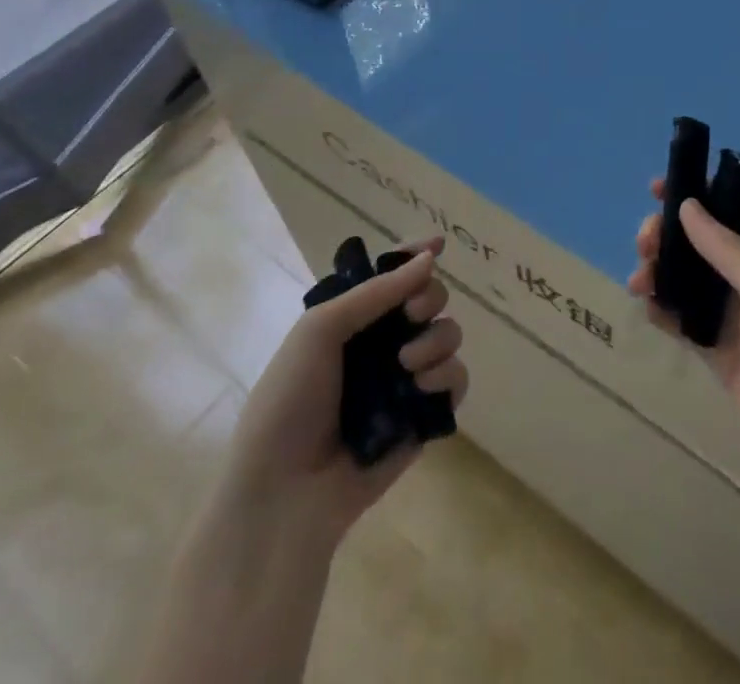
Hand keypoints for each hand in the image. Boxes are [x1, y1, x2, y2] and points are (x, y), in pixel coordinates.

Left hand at [221, 235, 468, 550]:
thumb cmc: (289, 401)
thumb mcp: (320, 330)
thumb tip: (430, 256)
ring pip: (448, 334)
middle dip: (429, 297)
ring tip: (408, 363)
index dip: (415, 256)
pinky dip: (447, 376)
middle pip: (429, 298)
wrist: (283, 494)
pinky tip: (423, 388)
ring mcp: (406, 379)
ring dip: (436, 339)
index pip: (392, 275)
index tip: (437, 245)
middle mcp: (382, 343)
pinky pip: (456, 380)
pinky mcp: (424, 416)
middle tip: (413, 313)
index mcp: (352, 318)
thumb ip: (377, 292)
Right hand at [629, 184, 739, 505]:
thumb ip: (726, 248)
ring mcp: (737, 320)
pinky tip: (647, 308)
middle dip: (671, 236)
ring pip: (689, 282)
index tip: (657, 188)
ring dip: (662, 272)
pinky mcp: (722, 356)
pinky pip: (685, 323)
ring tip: (639, 281)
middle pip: (704, 245)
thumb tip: (688, 204)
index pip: (734, 211)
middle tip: (644, 244)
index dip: (700, 195)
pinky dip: (664, 311)